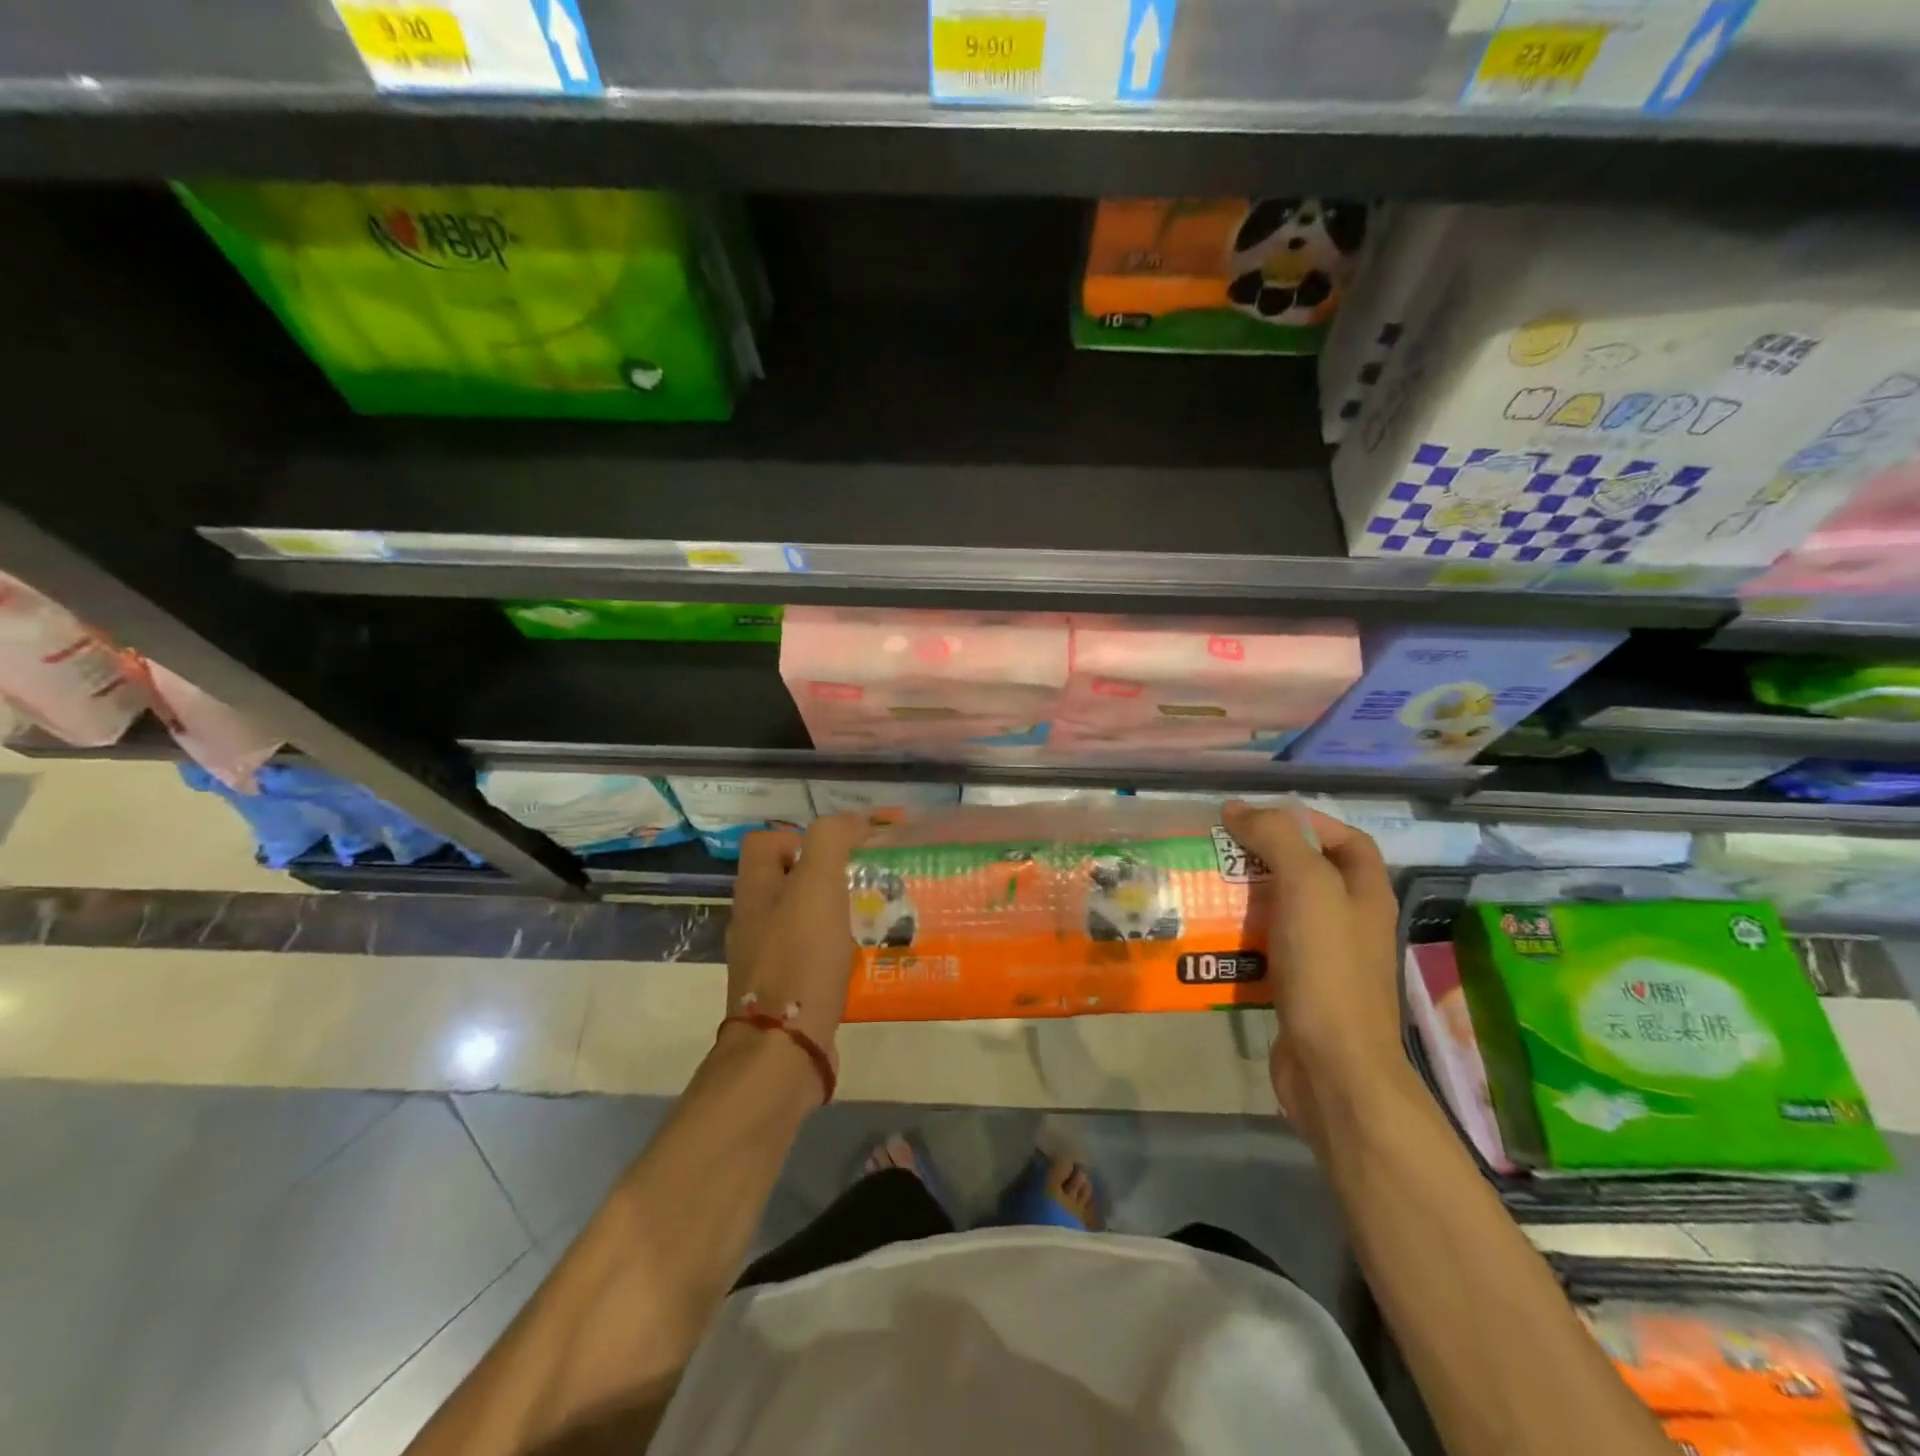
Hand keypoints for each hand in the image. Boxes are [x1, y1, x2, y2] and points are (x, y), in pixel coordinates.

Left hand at [724, 813, 870, 1086]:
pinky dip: (830, 951)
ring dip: (829, 914)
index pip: (764, 842)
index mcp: (754, 892)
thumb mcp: (818, 885)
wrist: (785, 1046)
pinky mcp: (782, 991)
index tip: (837, 853)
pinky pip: (807, 955)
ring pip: (797, 919)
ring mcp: (764, 959)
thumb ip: (830, 841)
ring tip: (864, 920)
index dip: (798, 837)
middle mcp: (752, 921)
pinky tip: (856, 959)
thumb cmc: (801, 957)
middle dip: (821, 877)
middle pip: (782, 881)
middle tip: (858, 885)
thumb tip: (852, 820)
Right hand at [1221, 801, 1406, 1146]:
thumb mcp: (1307, 886)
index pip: (1347, 840)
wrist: (1332, 1066)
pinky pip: (1268, 948)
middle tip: (1221, 851)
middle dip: (1267, 857)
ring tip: (1206, 887)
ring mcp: (1327, 959)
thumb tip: (1237, 808)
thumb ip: (1276, 838)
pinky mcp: (1300, 988)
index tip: (1260, 820)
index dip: (1309, 821)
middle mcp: (1352, 922)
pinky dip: (1241, 935)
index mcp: (1366, 894)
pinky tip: (1211, 934)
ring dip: (1248, 896)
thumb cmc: (1327, 968)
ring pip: (1284, 911)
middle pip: (1310, 873)